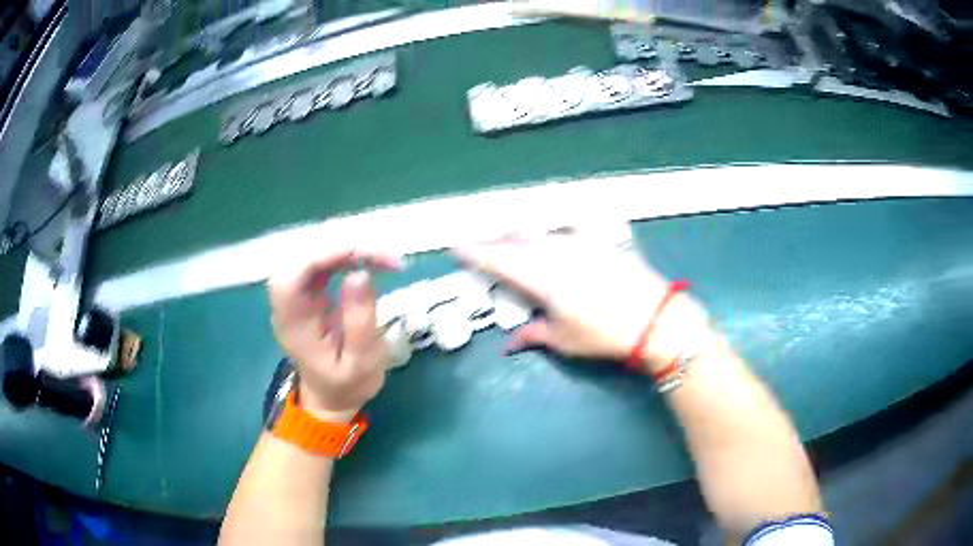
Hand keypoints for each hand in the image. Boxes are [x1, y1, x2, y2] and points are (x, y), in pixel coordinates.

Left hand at [268, 249, 401, 420]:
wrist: (332, 397)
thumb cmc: (346, 385)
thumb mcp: (361, 363)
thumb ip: (360, 322)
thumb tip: (360, 273)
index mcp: (292, 324)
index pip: (292, 276)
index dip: (321, 256)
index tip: (360, 254)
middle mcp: (288, 303)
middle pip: (301, 257)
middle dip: (341, 248)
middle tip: (383, 258)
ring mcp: (297, 295)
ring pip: (313, 254)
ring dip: (347, 248)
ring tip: (383, 259)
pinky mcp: (309, 290)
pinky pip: (322, 261)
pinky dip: (346, 255)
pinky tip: (368, 259)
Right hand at [453, 229, 710, 372]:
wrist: (654, 318)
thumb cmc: (605, 334)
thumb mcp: (565, 340)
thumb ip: (534, 335)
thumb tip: (510, 344)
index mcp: (542, 278)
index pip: (499, 260)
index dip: (475, 252)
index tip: (455, 245)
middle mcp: (556, 253)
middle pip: (516, 242)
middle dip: (494, 243)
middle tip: (480, 247)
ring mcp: (579, 244)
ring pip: (539, 235)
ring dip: (520, 240)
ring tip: (510, 245)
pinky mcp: (598, 242)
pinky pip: (562, 234)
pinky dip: (547, 239)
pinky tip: (548, 243)